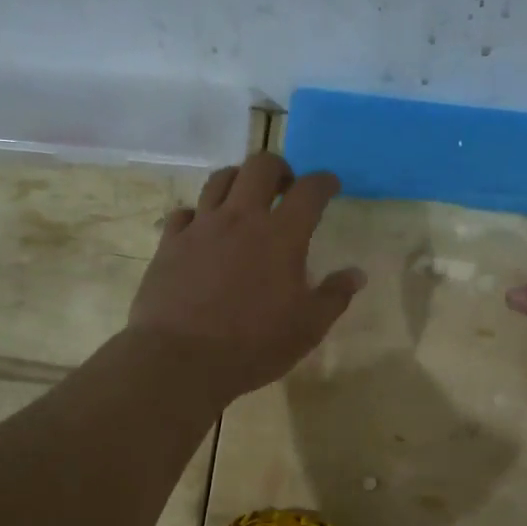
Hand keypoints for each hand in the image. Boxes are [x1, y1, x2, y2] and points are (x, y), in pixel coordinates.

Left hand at [127, 152, 366, 400]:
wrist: (181, 359)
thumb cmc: (253, 345)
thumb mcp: (308, 328)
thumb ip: (334, 296)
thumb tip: (356, 274)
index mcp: (282, 236)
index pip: (310, 190)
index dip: (324, 181)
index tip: (330, 185)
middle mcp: (241, 218)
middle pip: (261, 166)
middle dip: (279, 168)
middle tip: (286, 188)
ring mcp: (201, 227)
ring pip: (220, 179)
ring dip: (239, 180)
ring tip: (246, 200)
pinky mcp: (170, 243)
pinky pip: (185, 212)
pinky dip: (199, 213)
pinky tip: (204, 229)